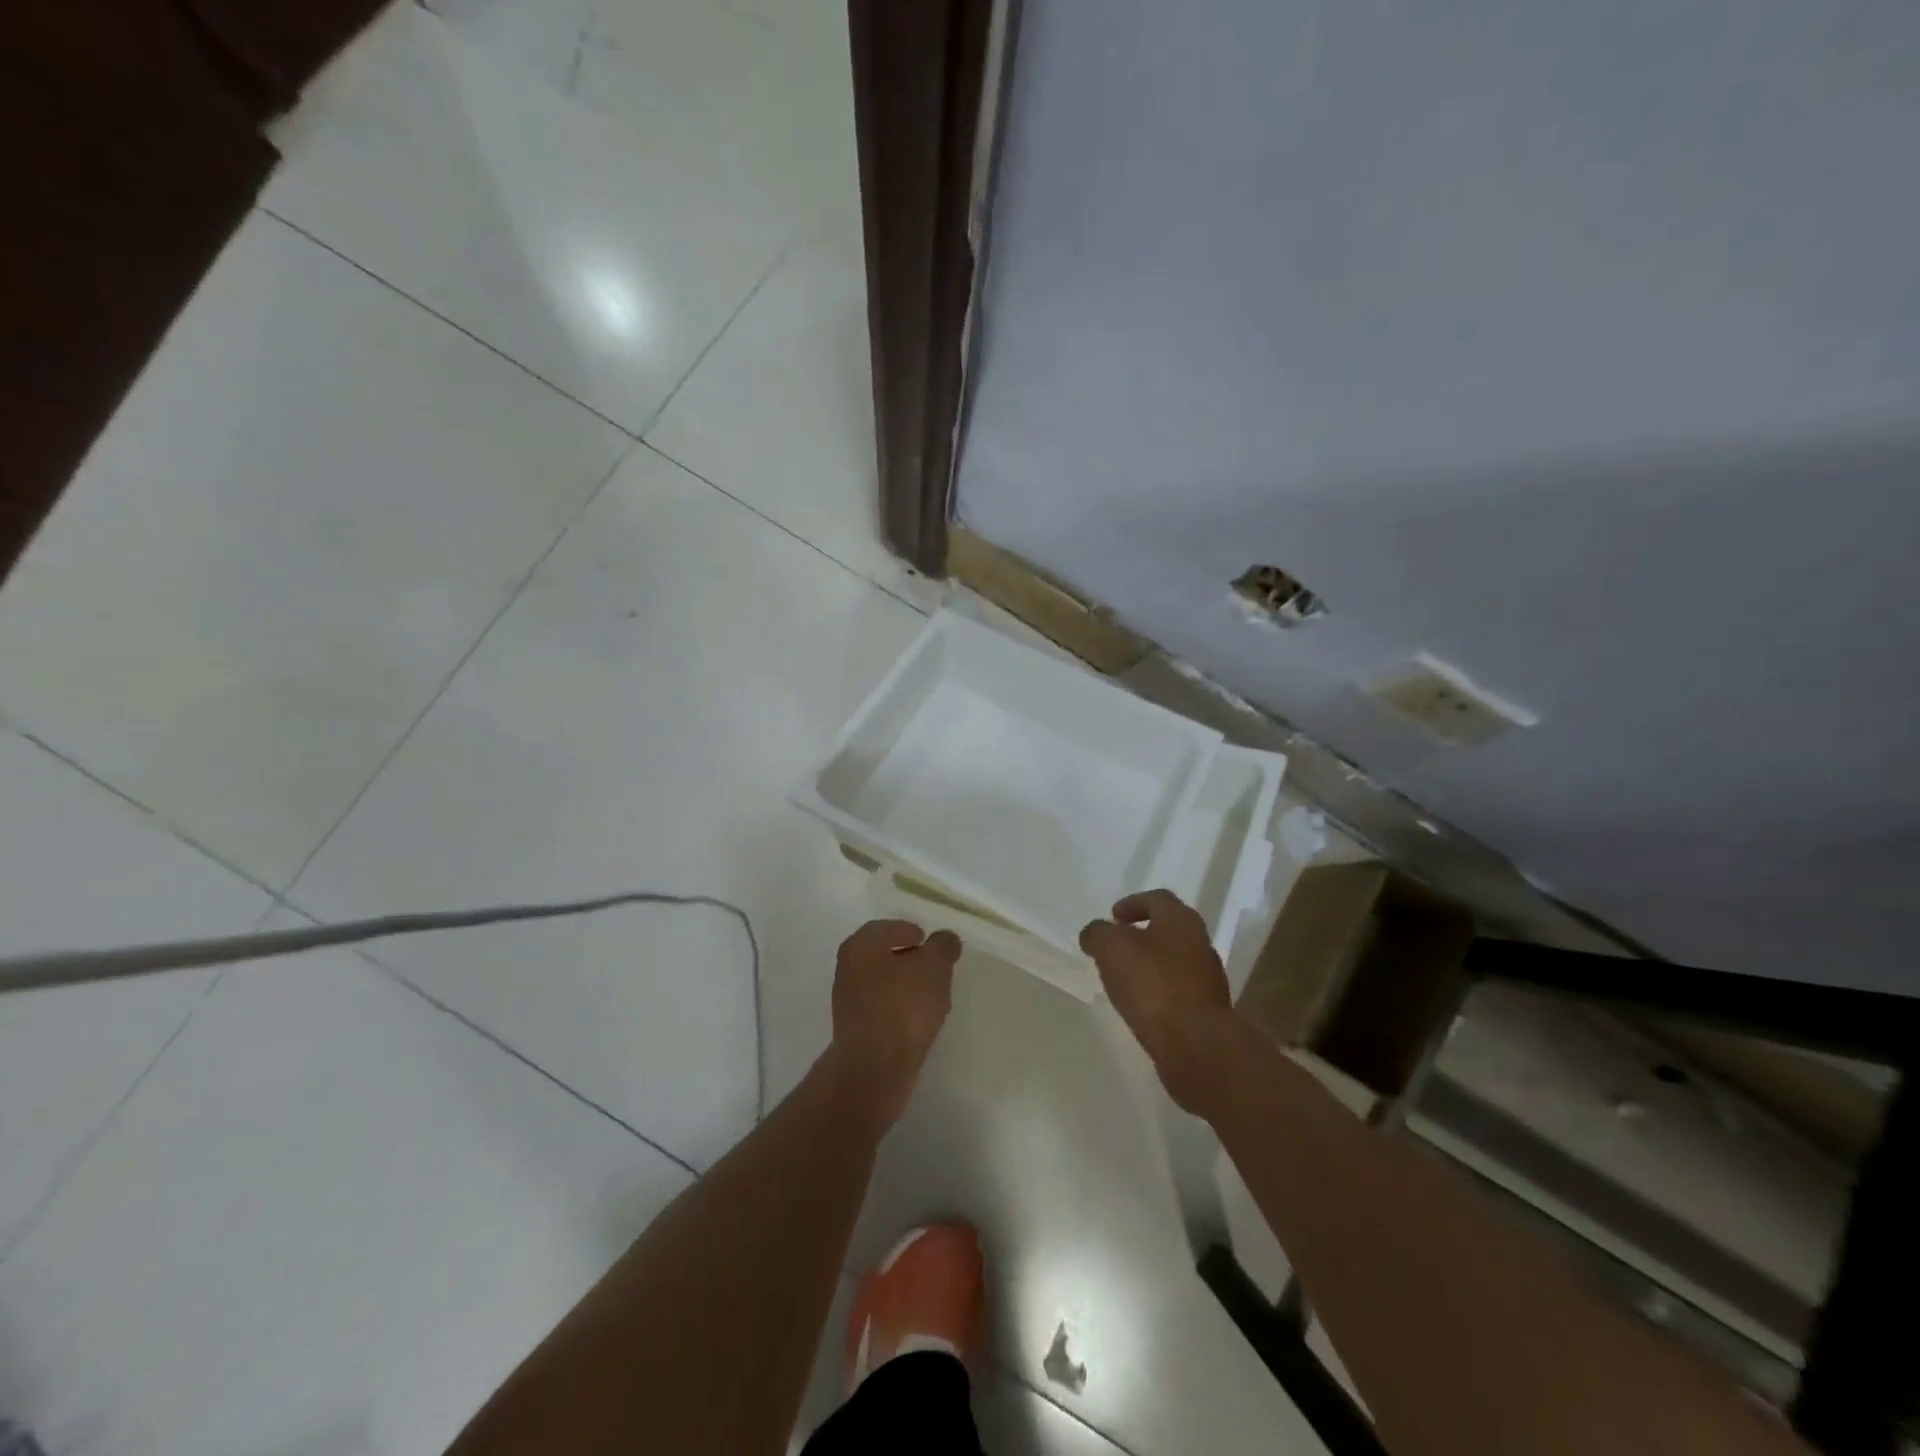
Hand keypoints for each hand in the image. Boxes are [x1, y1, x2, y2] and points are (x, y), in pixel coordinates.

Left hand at [828, 919, 960, 1129]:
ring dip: (906, 986)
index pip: (892, 927)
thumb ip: (943, 947)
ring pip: (884, 982)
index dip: (916, 934)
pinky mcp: (854, 1028)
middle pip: (886, 954)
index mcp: (861, 944)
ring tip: (931, 998)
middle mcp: (848, 966)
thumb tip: (945, 939)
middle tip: (937, 971)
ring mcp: (848, 999)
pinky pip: (882, 1008)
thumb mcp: (934, 967)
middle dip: (912, 961)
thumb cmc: (903, 1006)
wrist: (874, 1067)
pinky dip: (899, 1009)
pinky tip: (917, 1021)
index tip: (935, 949)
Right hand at [1080, 890, 1236, 1112]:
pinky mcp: (1207, 1011)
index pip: (1158, 899)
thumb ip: (1098, 934)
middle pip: (1169, 930)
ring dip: (1150, 965)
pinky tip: (1141, 1006)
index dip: (1133, 903)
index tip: (1114, 917)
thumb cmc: (1152, 984)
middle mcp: (1200, 943)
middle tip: (1116, 946)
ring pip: (1174, 961)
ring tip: (1124, 979)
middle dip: (1142, 935)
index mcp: (1181, 920)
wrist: (1196, 1045)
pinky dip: (1159, 992)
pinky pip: (1178, 992)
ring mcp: (1207, 979)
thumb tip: (1095, 935)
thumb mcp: (1111, 948)